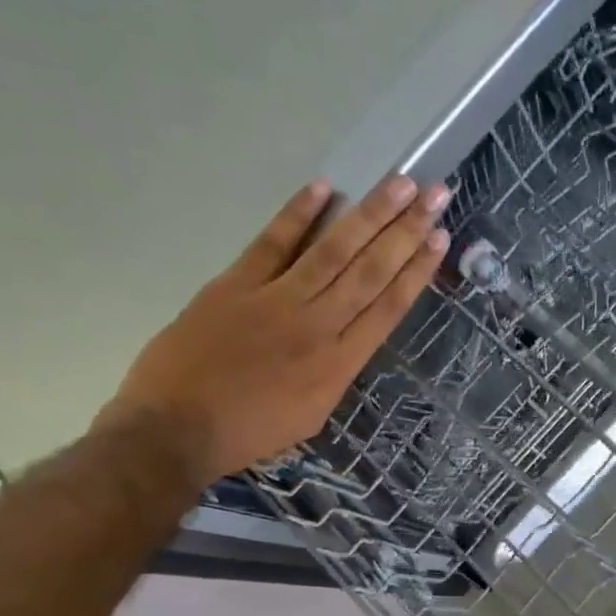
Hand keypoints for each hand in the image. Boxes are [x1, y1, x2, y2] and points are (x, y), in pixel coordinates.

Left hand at [100, 173, 449, 484]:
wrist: (176, 429)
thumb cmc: (250, 431)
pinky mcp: (235, 284)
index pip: (389, 307)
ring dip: (369, 214)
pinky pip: (273, 243)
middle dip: (407, 230)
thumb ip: (336, 371)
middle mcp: (318, 326)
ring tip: (399, 183)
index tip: (440, 239)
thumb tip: (348, 336)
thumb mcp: (312, 414)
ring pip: (333, 251)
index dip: (417, 270)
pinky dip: (297, 214)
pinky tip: (324, 187)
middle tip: (435, 194)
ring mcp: (276, 301)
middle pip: (371, 271)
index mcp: (340, 364)